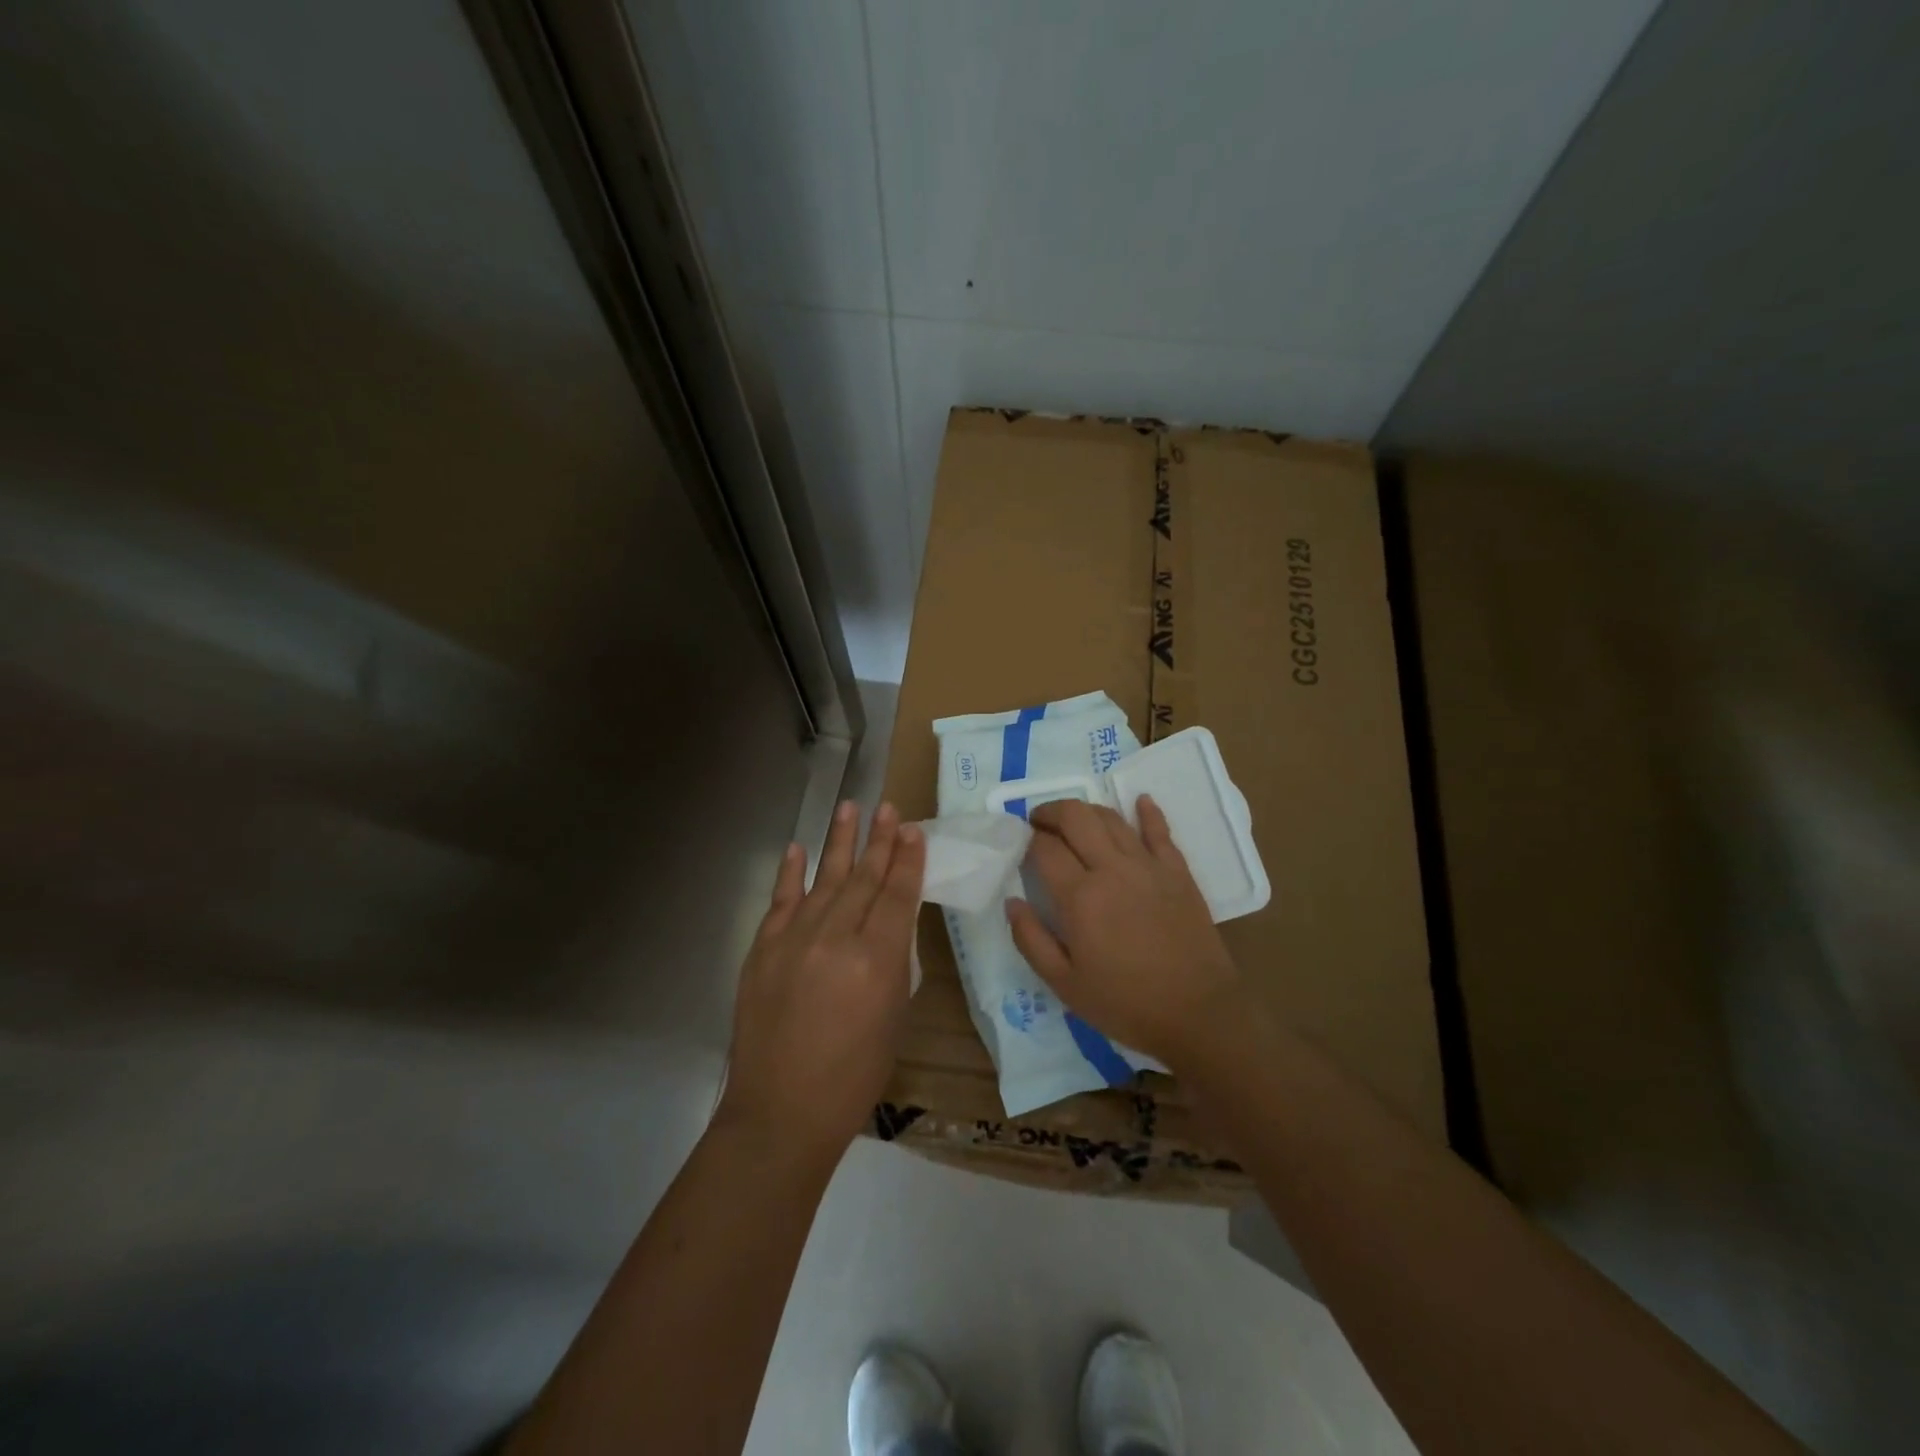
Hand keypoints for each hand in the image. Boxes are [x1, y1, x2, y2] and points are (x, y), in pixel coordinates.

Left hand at [717, 800, 924, 1160]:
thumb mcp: (893, 1019)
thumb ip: (892, 964)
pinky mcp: (763, 949)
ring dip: (839, 841)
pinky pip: (780, 900)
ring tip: (849, 807)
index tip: (913, 831)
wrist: (781, 1111)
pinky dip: (790, 872)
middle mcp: (835, 938)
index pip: (896, 895)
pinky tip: (798, 847)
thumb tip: (888, 927)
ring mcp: (794, 939)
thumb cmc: (853, 1077)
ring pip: (823, 878)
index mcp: (875, 960)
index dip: (907, 861)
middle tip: (888, 808)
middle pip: (863, 878)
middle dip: (879, 841)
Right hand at [1006, 795, 1241, 1068]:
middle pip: (1076, 817)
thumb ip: (1030, 939)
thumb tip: (1012, 901)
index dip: (1027, 839)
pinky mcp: (1178, 871)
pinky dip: (1148, 812)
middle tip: (1040, 822)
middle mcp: (1111, 869)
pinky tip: (1140, 801)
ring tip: (1075, 820)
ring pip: (1112, 818)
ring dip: (1087, 811)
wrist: (1198, 1013)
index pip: (1044, 848)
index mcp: (1079, 897)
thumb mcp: (1064, 984)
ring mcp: (1148, 866)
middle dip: (1051, 811)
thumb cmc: (1125, 1003)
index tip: (1020, 843)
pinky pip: (1160, 831)